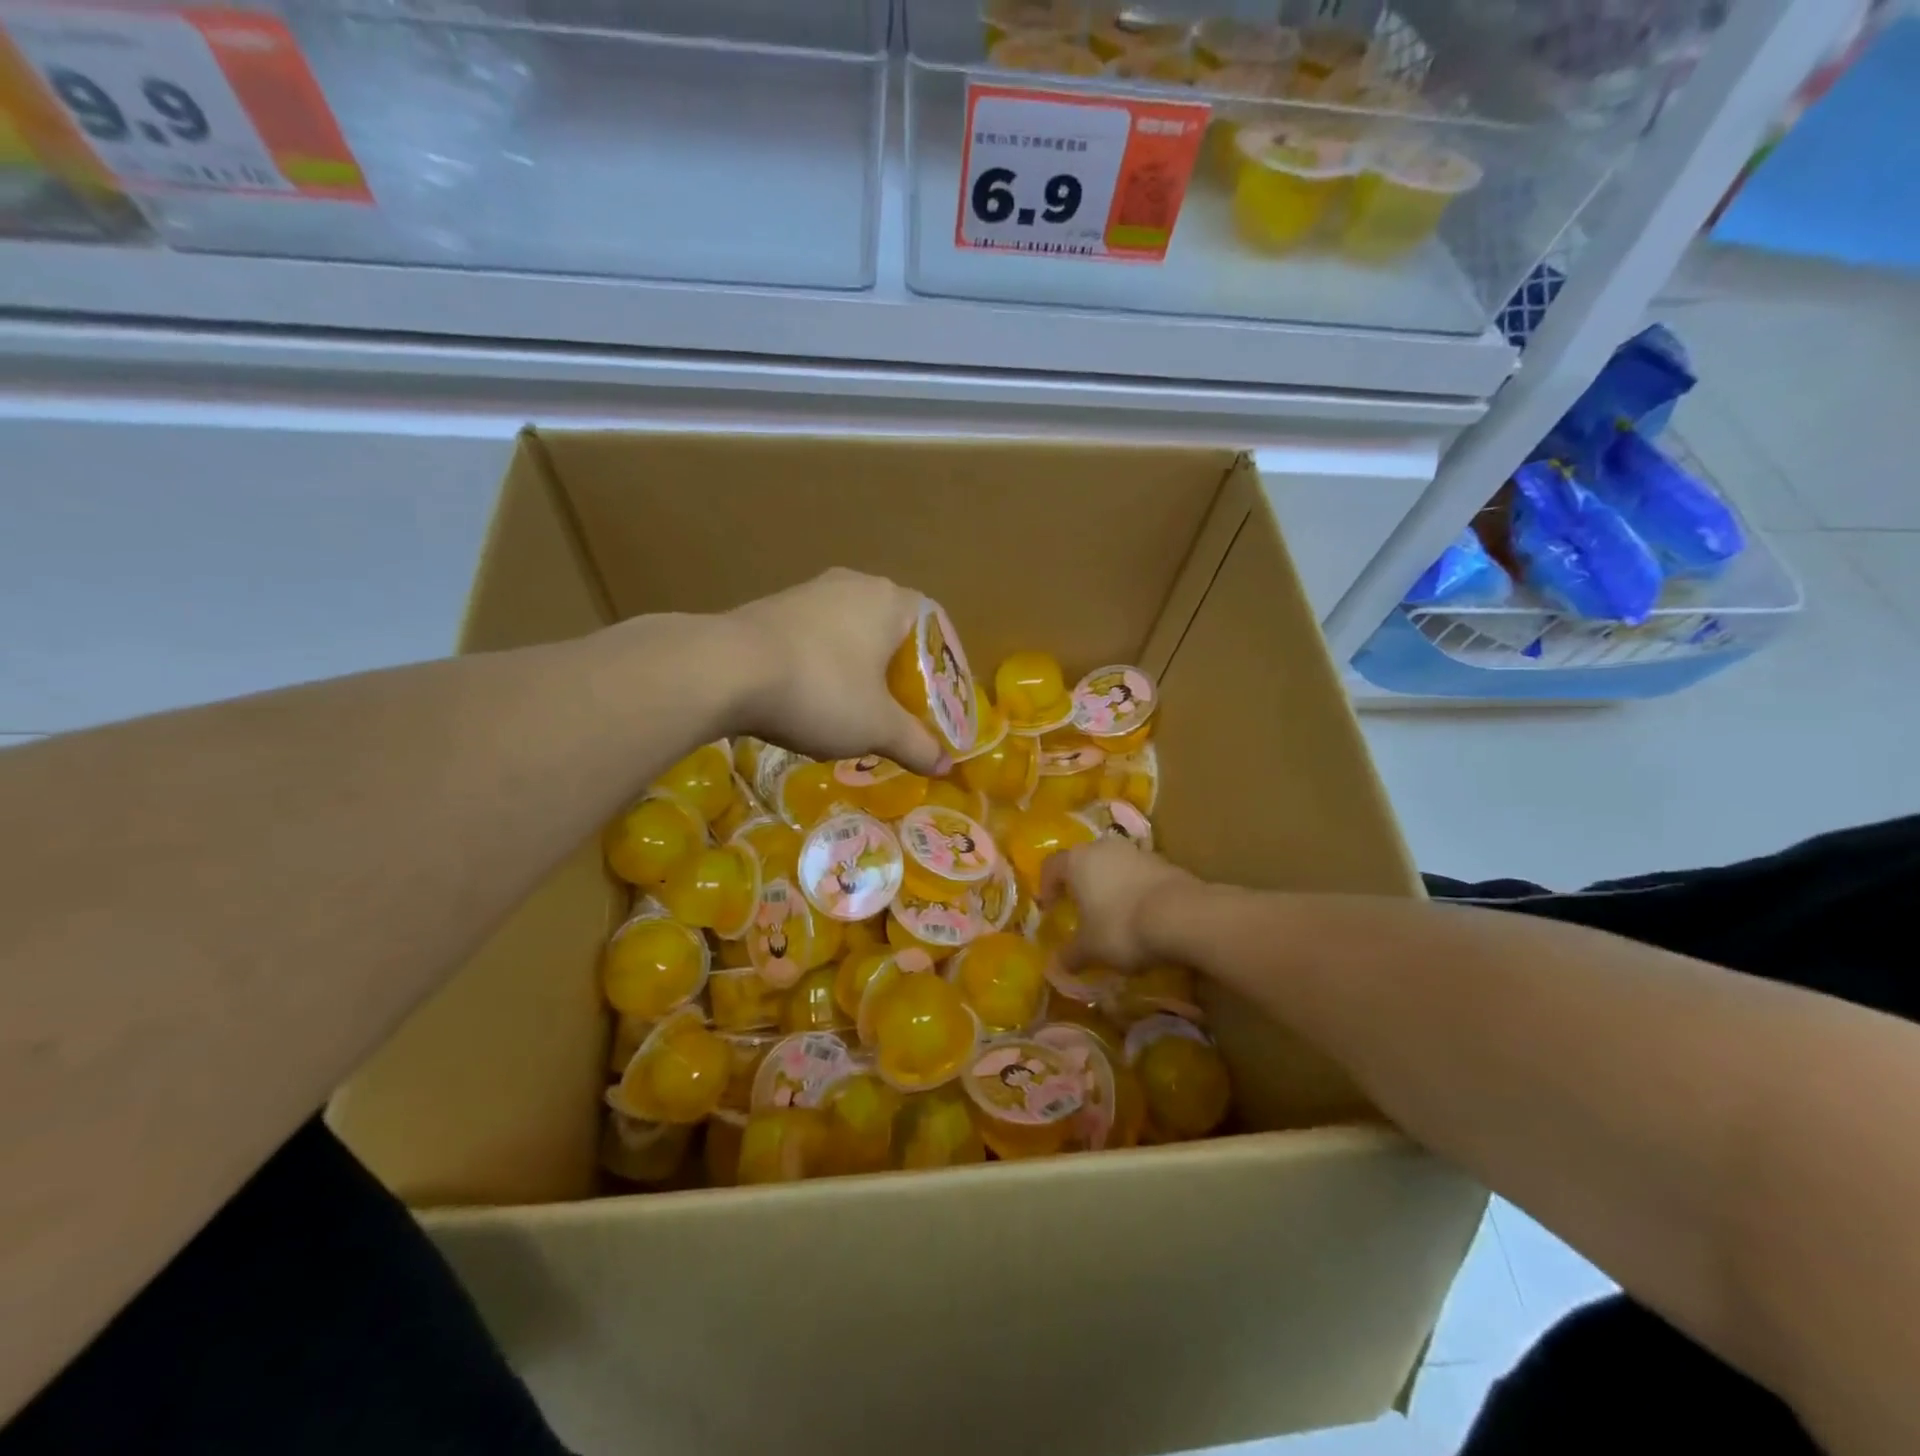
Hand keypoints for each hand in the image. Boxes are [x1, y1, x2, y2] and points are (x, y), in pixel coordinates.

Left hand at [725, 568, 946, 775]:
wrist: (725, 670)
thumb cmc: (821, 690)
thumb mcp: (876, 727)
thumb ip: (916, 744)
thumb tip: (946, 767)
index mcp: (890, 600)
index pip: (933, 624)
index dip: (941, 663)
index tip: (937, 698)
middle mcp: (853, 584)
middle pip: (891, 628)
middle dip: (898, 668)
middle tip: (900, 707)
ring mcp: (808, 592)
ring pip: (850, 631)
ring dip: (859, 666)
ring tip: (856, 706)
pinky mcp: (772, 607)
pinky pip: (814, 636)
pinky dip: (823, 664)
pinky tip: (811, 696)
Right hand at [1041, 837, 1195, 972]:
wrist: (1183, 916)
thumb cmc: (1122, 927)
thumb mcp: (1090, 950)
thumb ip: (1071, 955)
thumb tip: (1057, 965)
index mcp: (1077, 861)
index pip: (1051, 866)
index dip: (1046, 887)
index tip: (1050, 908)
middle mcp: (1103, 848)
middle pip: (1084, 860)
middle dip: (1080, 883)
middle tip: (1081, 908)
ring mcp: (1136, 851)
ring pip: (1113, 865)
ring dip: (1110, 884)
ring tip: (1114, 913)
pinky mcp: (1164, 861)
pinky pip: (1139, 874)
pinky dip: (1135, 889)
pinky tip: (1142, 914)